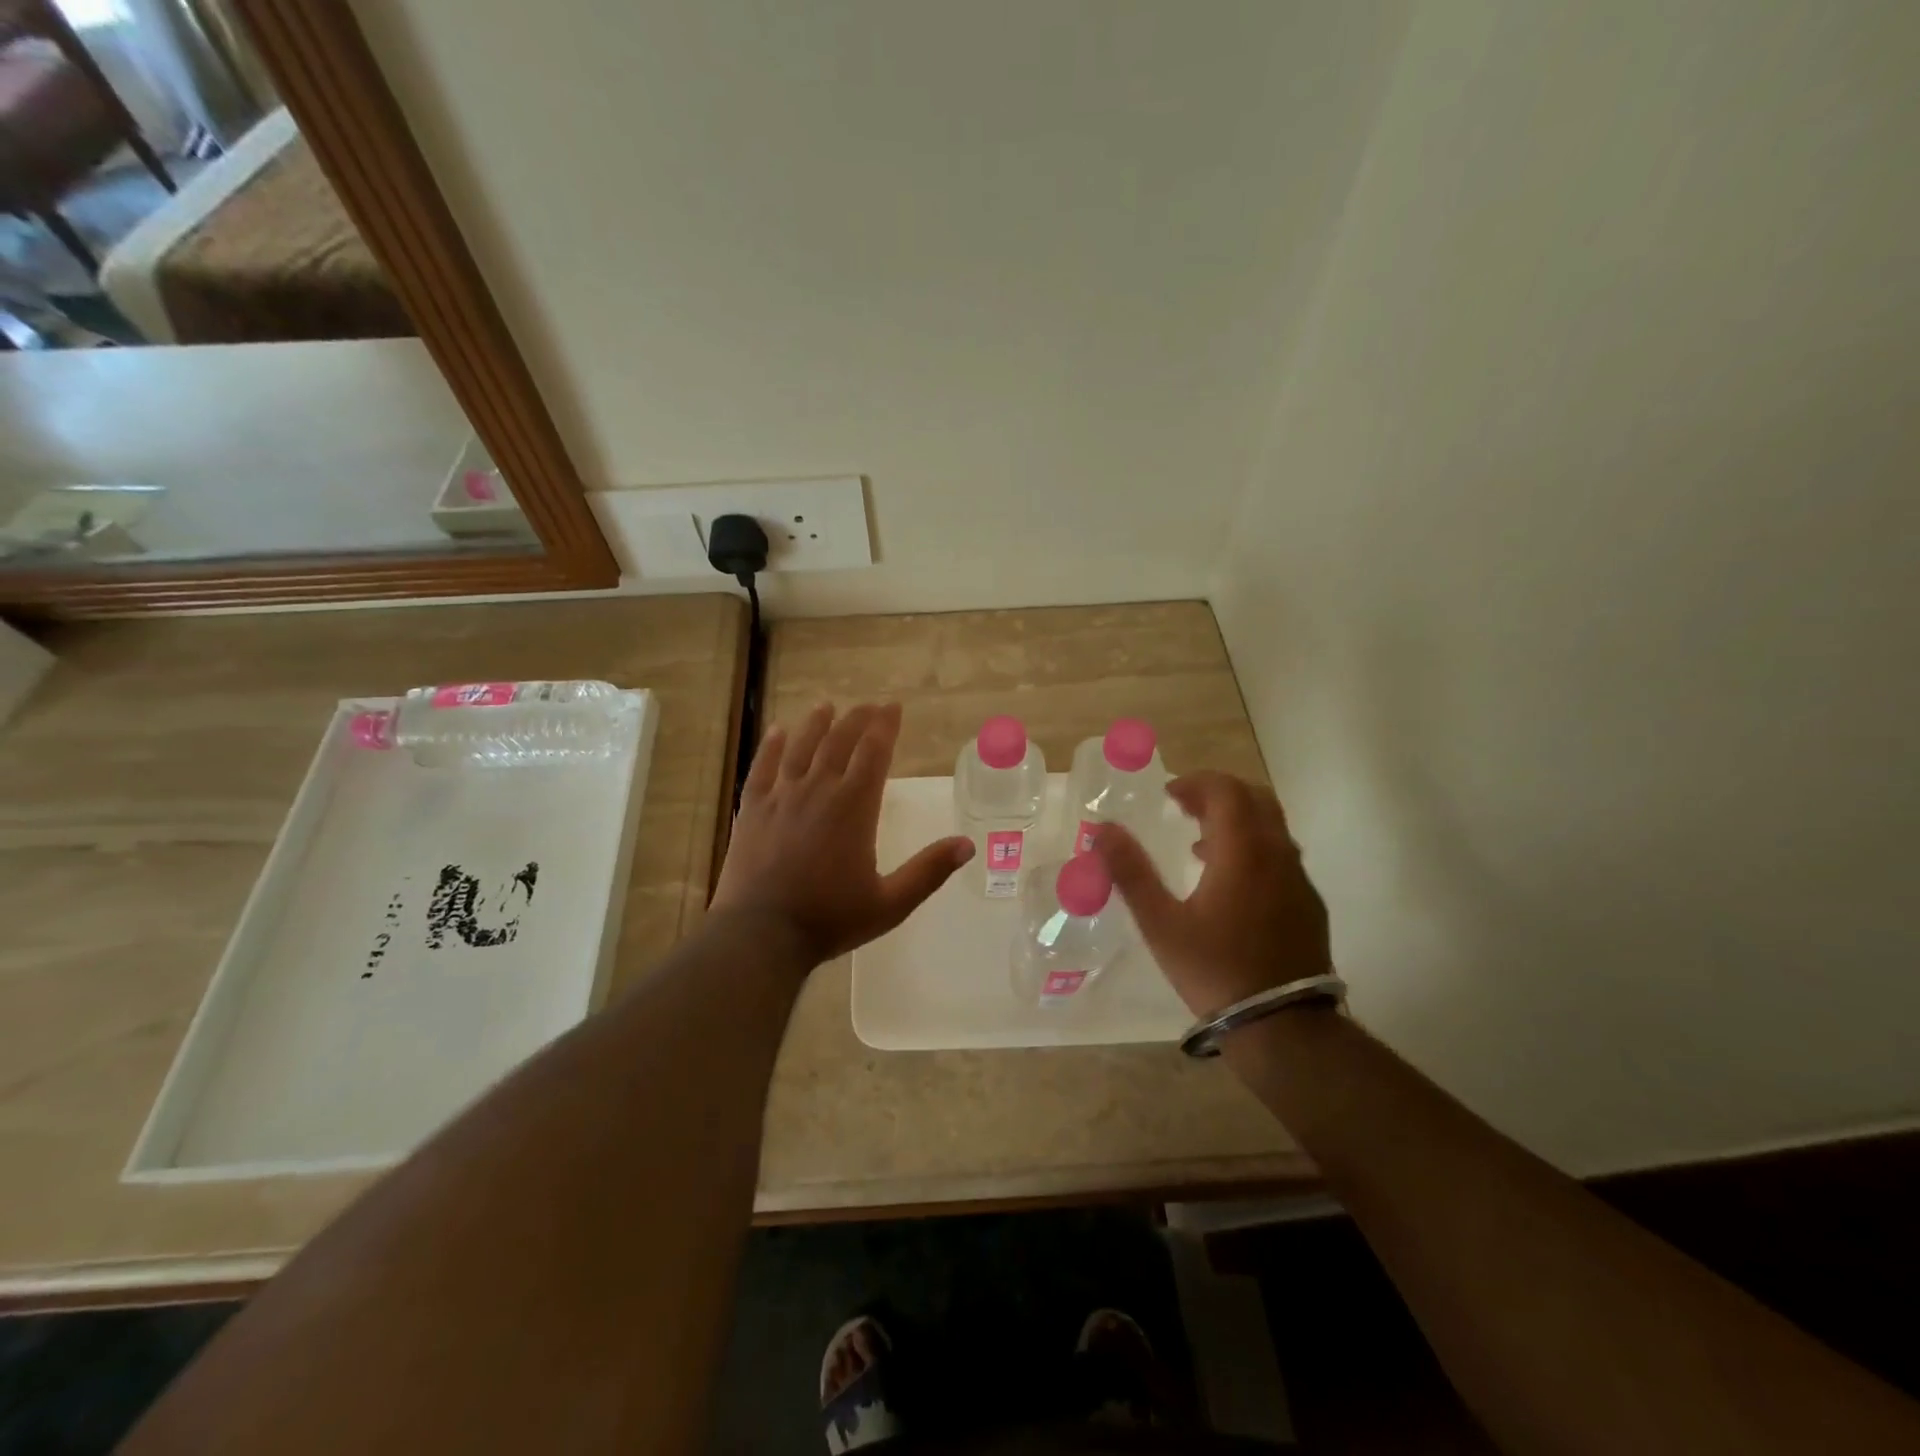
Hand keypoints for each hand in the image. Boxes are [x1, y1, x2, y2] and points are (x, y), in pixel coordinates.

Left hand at [711, 701, 973, 964]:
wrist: (761, 934)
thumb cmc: (830, 919)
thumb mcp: (890, 903)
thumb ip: (928, 871)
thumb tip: (967, 845)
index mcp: (854, 807)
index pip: (874, 752)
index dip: (885, 726)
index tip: (893, 707)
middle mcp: (818, 790)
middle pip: (839, 742)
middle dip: (857, 719)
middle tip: (869, 705)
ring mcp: (781, 797)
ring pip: (801, 748)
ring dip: (816, 724)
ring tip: (826, 706)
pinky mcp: (752, 810)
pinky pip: (763, 768)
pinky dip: (771, 747)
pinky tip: (777, 731)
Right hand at [1094, 771, 1330, 1017]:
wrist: (1283, 1027)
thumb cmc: (1214, 969)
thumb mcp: (1161, 923)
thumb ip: (1131, 872)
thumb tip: (1102, 829)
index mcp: (1243, 851)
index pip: (1227, 790)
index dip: (1196, 782)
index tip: (1168, 794)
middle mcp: (1278, 855)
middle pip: (1255, 800)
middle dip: (1218, 795)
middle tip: (1184, 808)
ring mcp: (1299, 880)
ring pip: (1272, 829)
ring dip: (1236, 823)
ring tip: (1198, 845)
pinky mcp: (1309, 906)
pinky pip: (1281, 858)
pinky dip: (1253, 850)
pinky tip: (1229, 886)